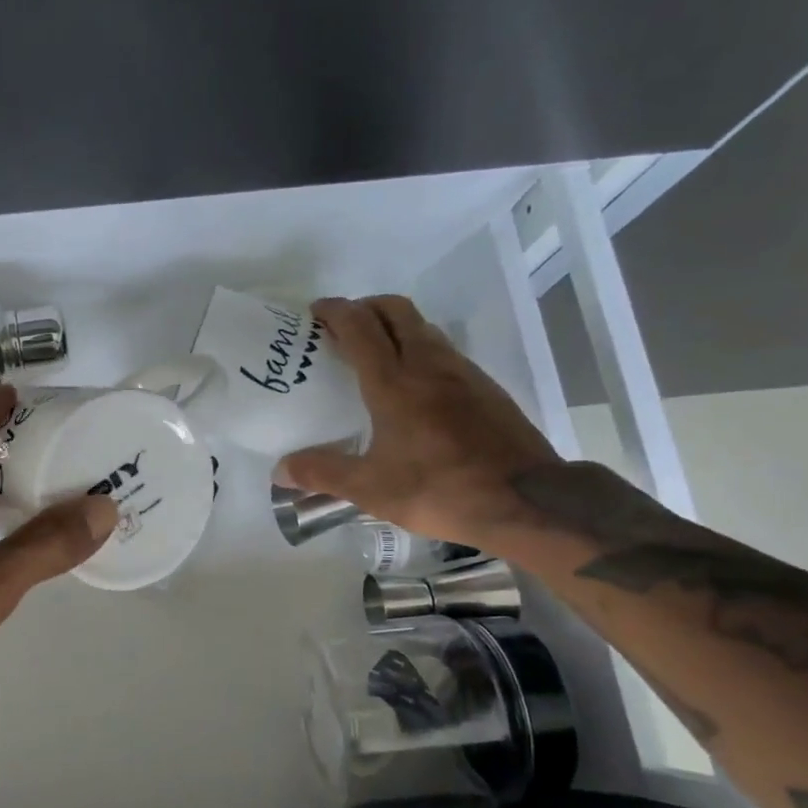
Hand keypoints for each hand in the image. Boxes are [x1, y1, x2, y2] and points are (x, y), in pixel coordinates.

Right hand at [276, 295, 561, 547]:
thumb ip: (323, 474)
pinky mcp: (485, 387)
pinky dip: (419, 348)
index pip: (360, 327)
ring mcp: (462, 372)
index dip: (334, 311)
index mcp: (394, 383)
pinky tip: (413, 385)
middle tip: (342, 327)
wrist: (528, 500)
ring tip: (373, 353)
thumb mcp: (372, 489)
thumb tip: (280, 470)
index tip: (314, 313)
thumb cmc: (441, 490)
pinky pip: (443, 350)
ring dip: (394, 325)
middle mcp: (427, 365)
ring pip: (423, 327)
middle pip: (395, 310)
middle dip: (365, 307)